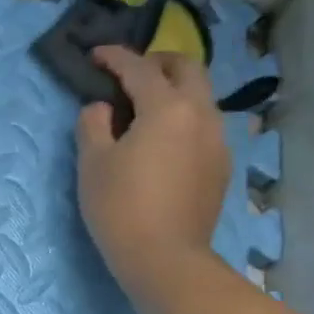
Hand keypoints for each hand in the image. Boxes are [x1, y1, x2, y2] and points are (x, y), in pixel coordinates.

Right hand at [76, 46, 230, 300]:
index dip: (115, 57)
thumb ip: (93, 124)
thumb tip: (101, 109)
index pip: (139, 68)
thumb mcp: (92, 163)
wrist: (165, 257)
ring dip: (174, 90)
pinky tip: (162, 141)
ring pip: (201, 97)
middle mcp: (201, 115)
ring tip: (145, 107)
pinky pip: (203, 126)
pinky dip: (183, 118)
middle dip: (157, 62)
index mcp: (167, 108)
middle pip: (187, 68)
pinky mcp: (221, 166)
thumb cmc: (120, 206)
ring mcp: (218, 141)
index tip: (95, 55)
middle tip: (129, 73)